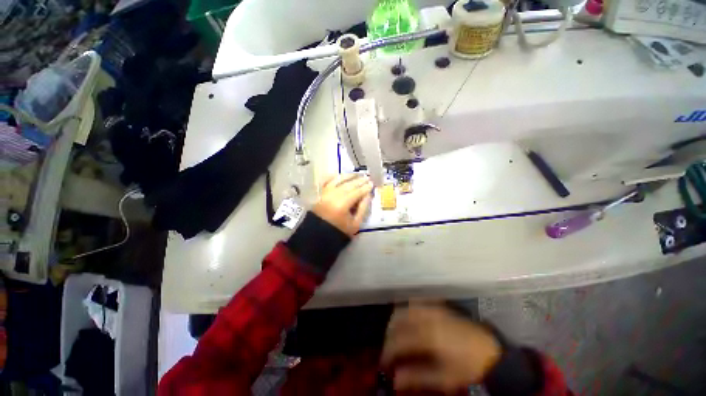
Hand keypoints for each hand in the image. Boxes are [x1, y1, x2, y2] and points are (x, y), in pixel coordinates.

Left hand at [313, 173, 372, 236]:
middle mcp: (334, 195)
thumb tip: (368, 195)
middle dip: (359, 180)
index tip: (372, 184)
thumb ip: (363, 208)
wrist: (318, 234)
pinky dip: (332, 176)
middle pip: (349, 184)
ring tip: (356, 174)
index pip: (357, 192)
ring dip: (348, 176)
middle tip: (367, 177)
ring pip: (338, 180)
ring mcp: (325, 193)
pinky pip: (326, 181)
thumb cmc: (339, 230)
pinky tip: (339, 175)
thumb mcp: (355, 224)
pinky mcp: (320, 193)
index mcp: (343, 204)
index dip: (365, 187)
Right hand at [381, 303, 501, 393]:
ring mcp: (431, 308)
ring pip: (404, 308)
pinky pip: (414, 302)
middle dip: (389, 334)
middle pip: (397, 320)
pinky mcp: (436, 305)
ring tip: (395, 335)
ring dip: (395, 321)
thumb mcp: (444, 378)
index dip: (388, 351)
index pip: (398, 340)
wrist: (490, 350)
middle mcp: (426, 317)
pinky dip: (405, 309)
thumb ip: (417, 377)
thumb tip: (395, 380)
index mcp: (428, 336)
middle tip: (389, 349)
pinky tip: (407, 320)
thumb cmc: (467, 367)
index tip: (384, 362)